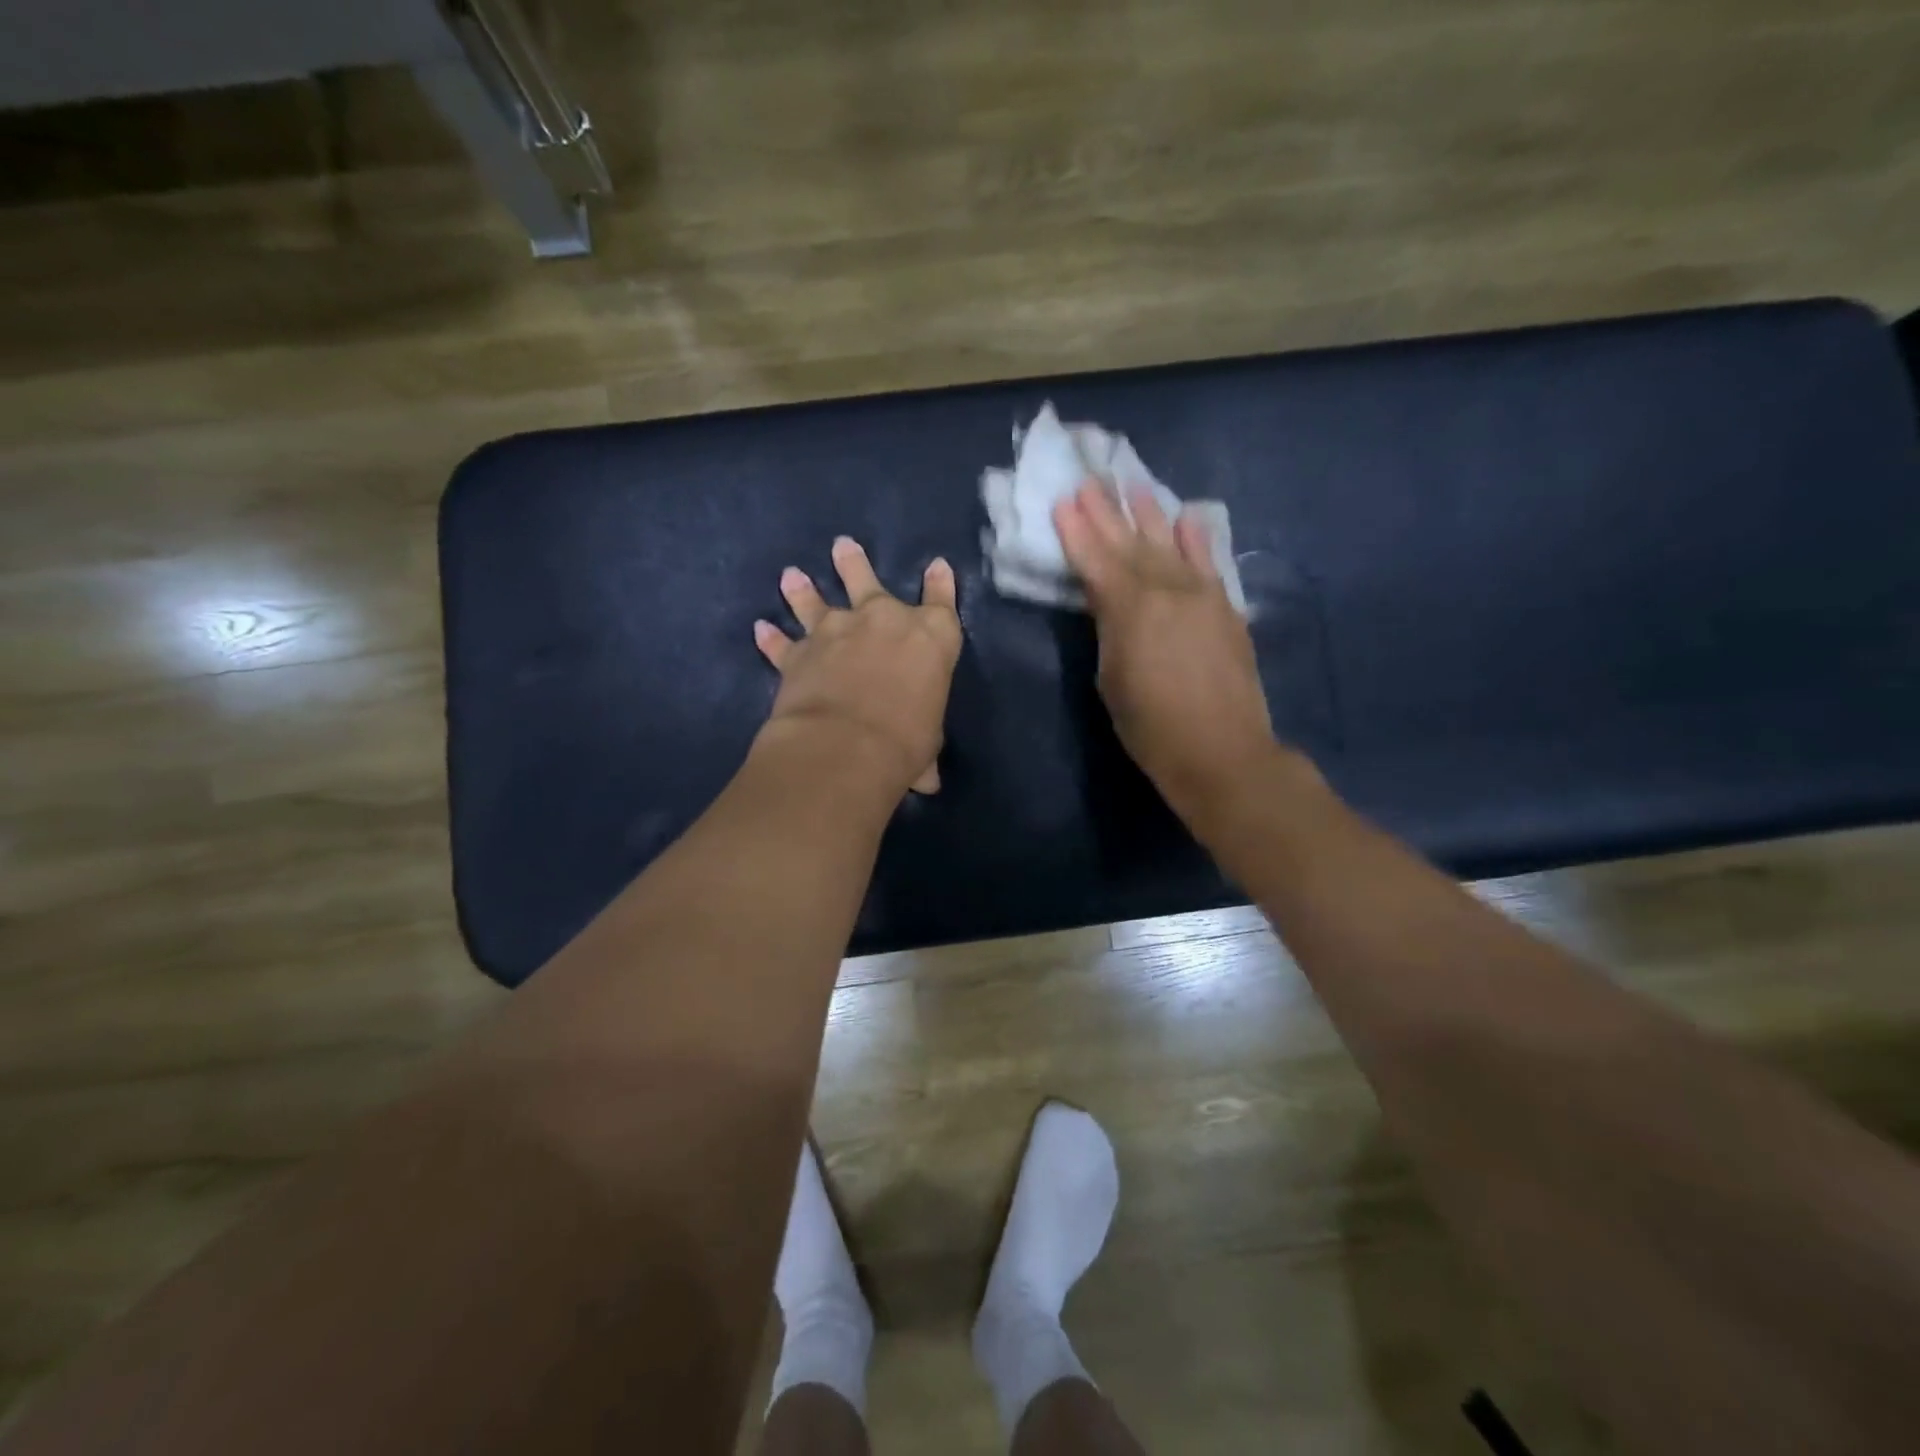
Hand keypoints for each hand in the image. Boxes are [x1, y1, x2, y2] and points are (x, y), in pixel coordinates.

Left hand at [754, 536, 961, 796]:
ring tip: (792, 574)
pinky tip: (760, 629)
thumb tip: (928, 782)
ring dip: (803, 589)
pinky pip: (782, 643)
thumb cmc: (906, 741)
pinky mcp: (798, 654)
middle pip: (867, 581)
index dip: (940, 583)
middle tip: (843, 545)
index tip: (936, 566)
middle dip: (854, 564)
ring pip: (816, 601)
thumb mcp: (926, 744)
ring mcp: (836, 632)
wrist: (846, 745)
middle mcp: (883, 622)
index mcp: (930, 637)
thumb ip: (924, 752)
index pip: (941, 601)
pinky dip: (770, 639)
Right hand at [1053, 481, 1275, 825]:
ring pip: (1170, 544)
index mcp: (1128, 608)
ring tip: (1135, 486)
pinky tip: (1188, 518)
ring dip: (1151, 514)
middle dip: (1108, 512)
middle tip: (1091, 480)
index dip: (1077, 531)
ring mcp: (1201, 595)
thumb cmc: (1150, 726)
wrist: (1221, 751)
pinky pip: (1208, 563)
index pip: (1096, 560)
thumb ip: (1109, 630)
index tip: (1064, 501)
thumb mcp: (1111, 679)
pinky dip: (1197, 539)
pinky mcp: (1226, 608)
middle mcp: (1166, 589)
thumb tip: (1110, 603)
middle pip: (1130, 543)